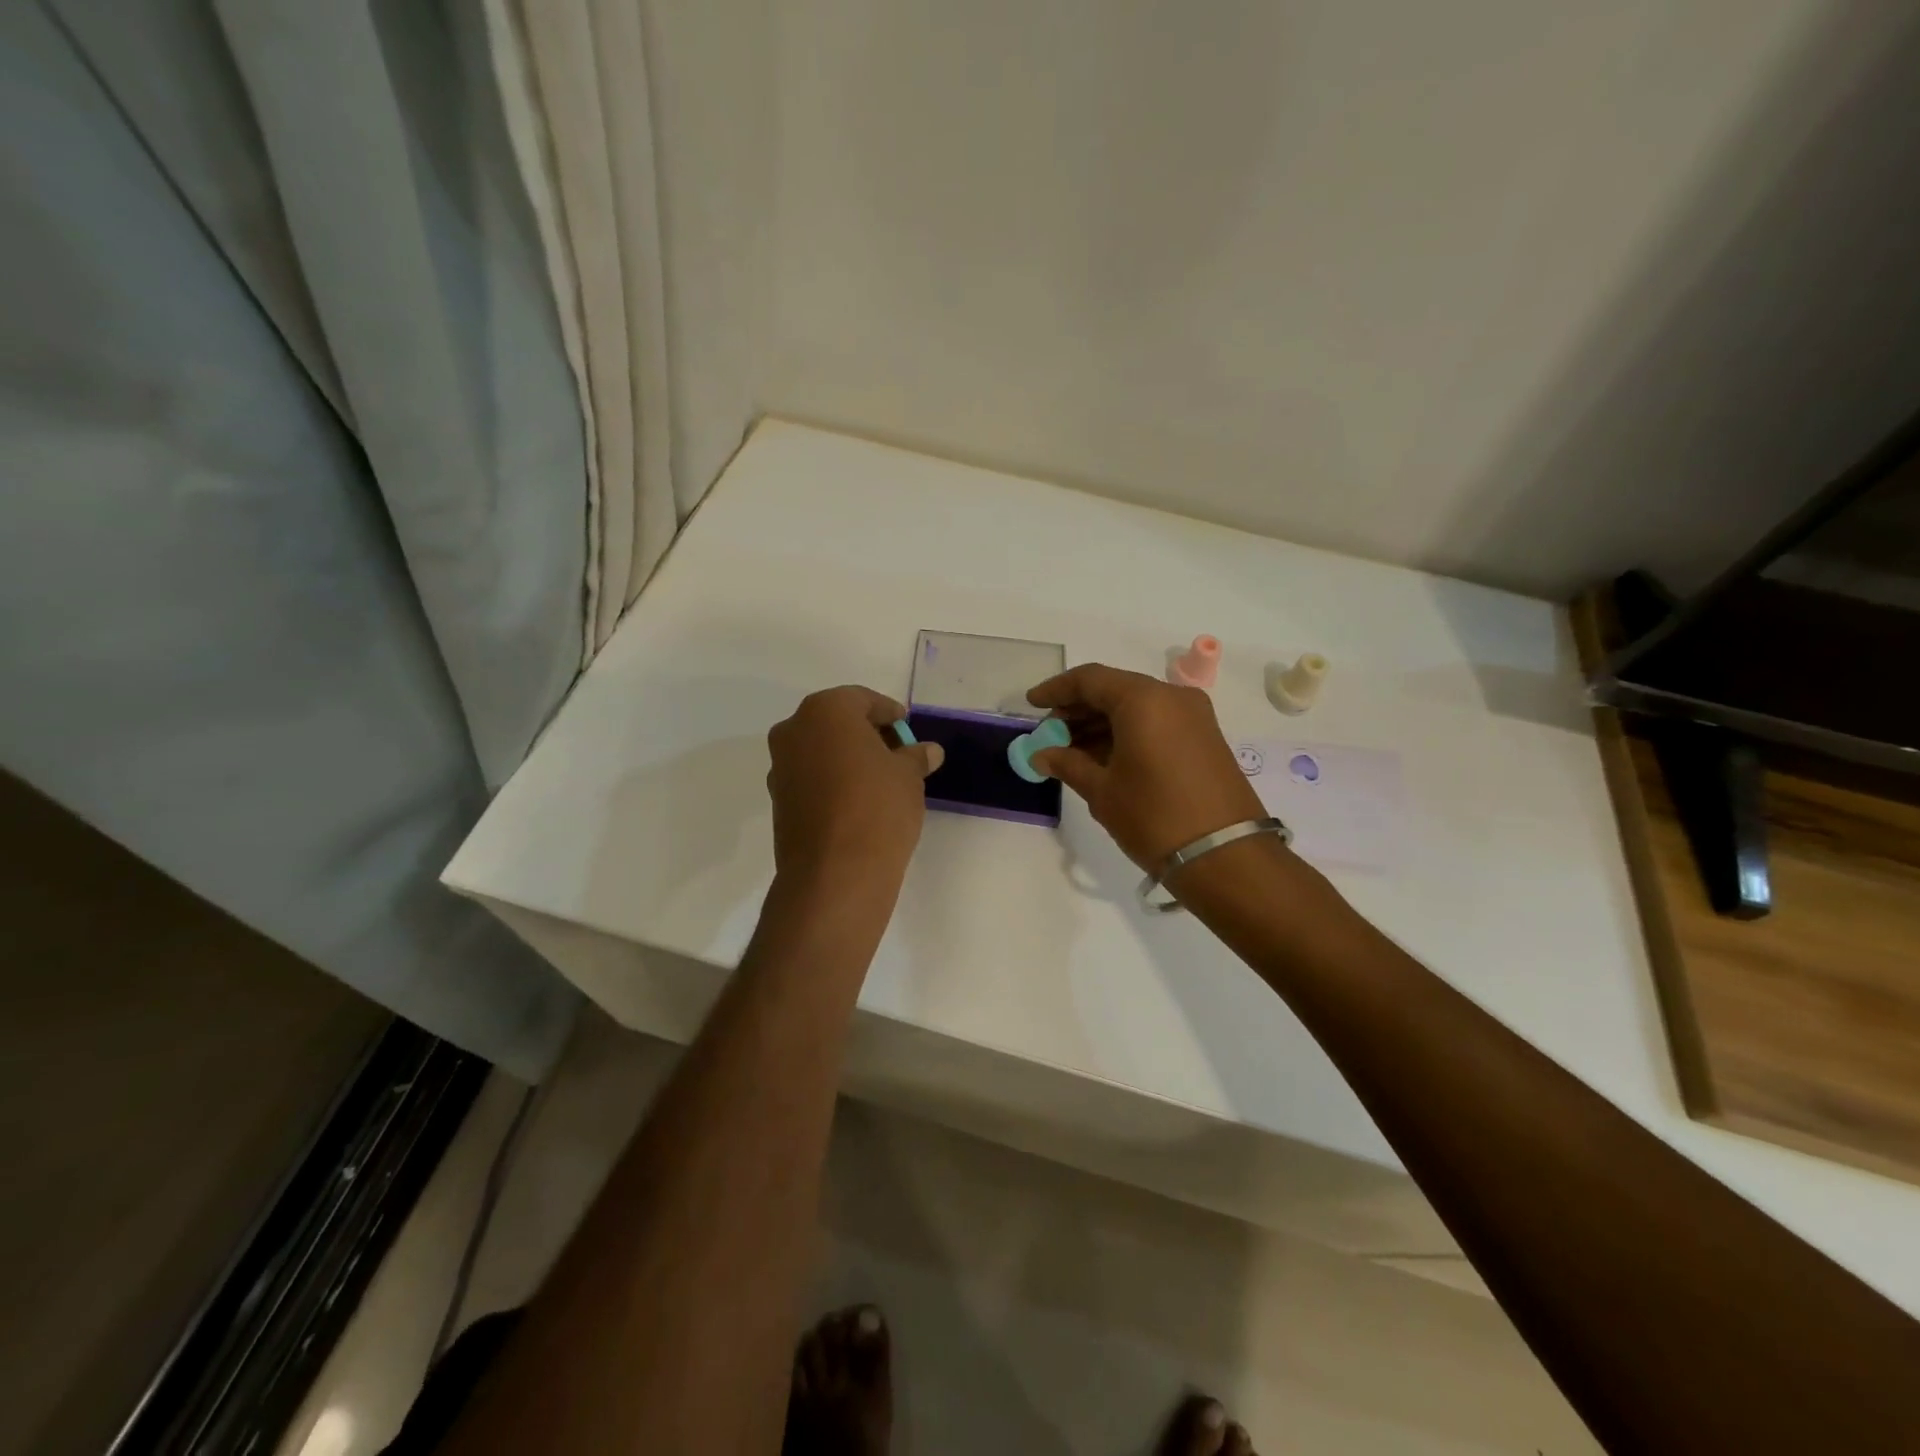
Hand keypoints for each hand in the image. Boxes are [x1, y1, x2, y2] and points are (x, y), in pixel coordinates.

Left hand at [766, 687, 943, 889]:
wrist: (835, 873)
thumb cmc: (877, 808)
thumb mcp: (909, 776)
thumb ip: (916, 756)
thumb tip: (928, 751)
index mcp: (826, 711)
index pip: (862, 700)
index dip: (890, 714)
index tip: (908, 730)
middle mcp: (794, 730)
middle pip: (837, 723)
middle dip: (867, 735)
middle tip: (898, 754)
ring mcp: (780, 767)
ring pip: (821, 750)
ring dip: (847, 758)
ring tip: (880, 781)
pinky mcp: (778, 800)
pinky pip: (811, 778)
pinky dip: (832, 781)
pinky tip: (858, 802)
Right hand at [1026, 664, 1263, 869]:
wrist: (1225, 856)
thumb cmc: (1154, 816)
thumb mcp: (1102, 791)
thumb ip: (1068, 764)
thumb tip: (1041, 755)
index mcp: (1144, 699)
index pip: (1090, 679)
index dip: (1056, 689)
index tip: (1031, 704)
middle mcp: (1172, 697)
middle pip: (1115, 690)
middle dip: (1078, 710)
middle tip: (1049, 735)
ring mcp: (1193, 717)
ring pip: (1136, 707)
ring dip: (1101, 724)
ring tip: (1070, 751)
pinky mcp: (1204, 738)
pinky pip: (1156, 722)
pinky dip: (1126, 733)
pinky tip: (1102, 758)